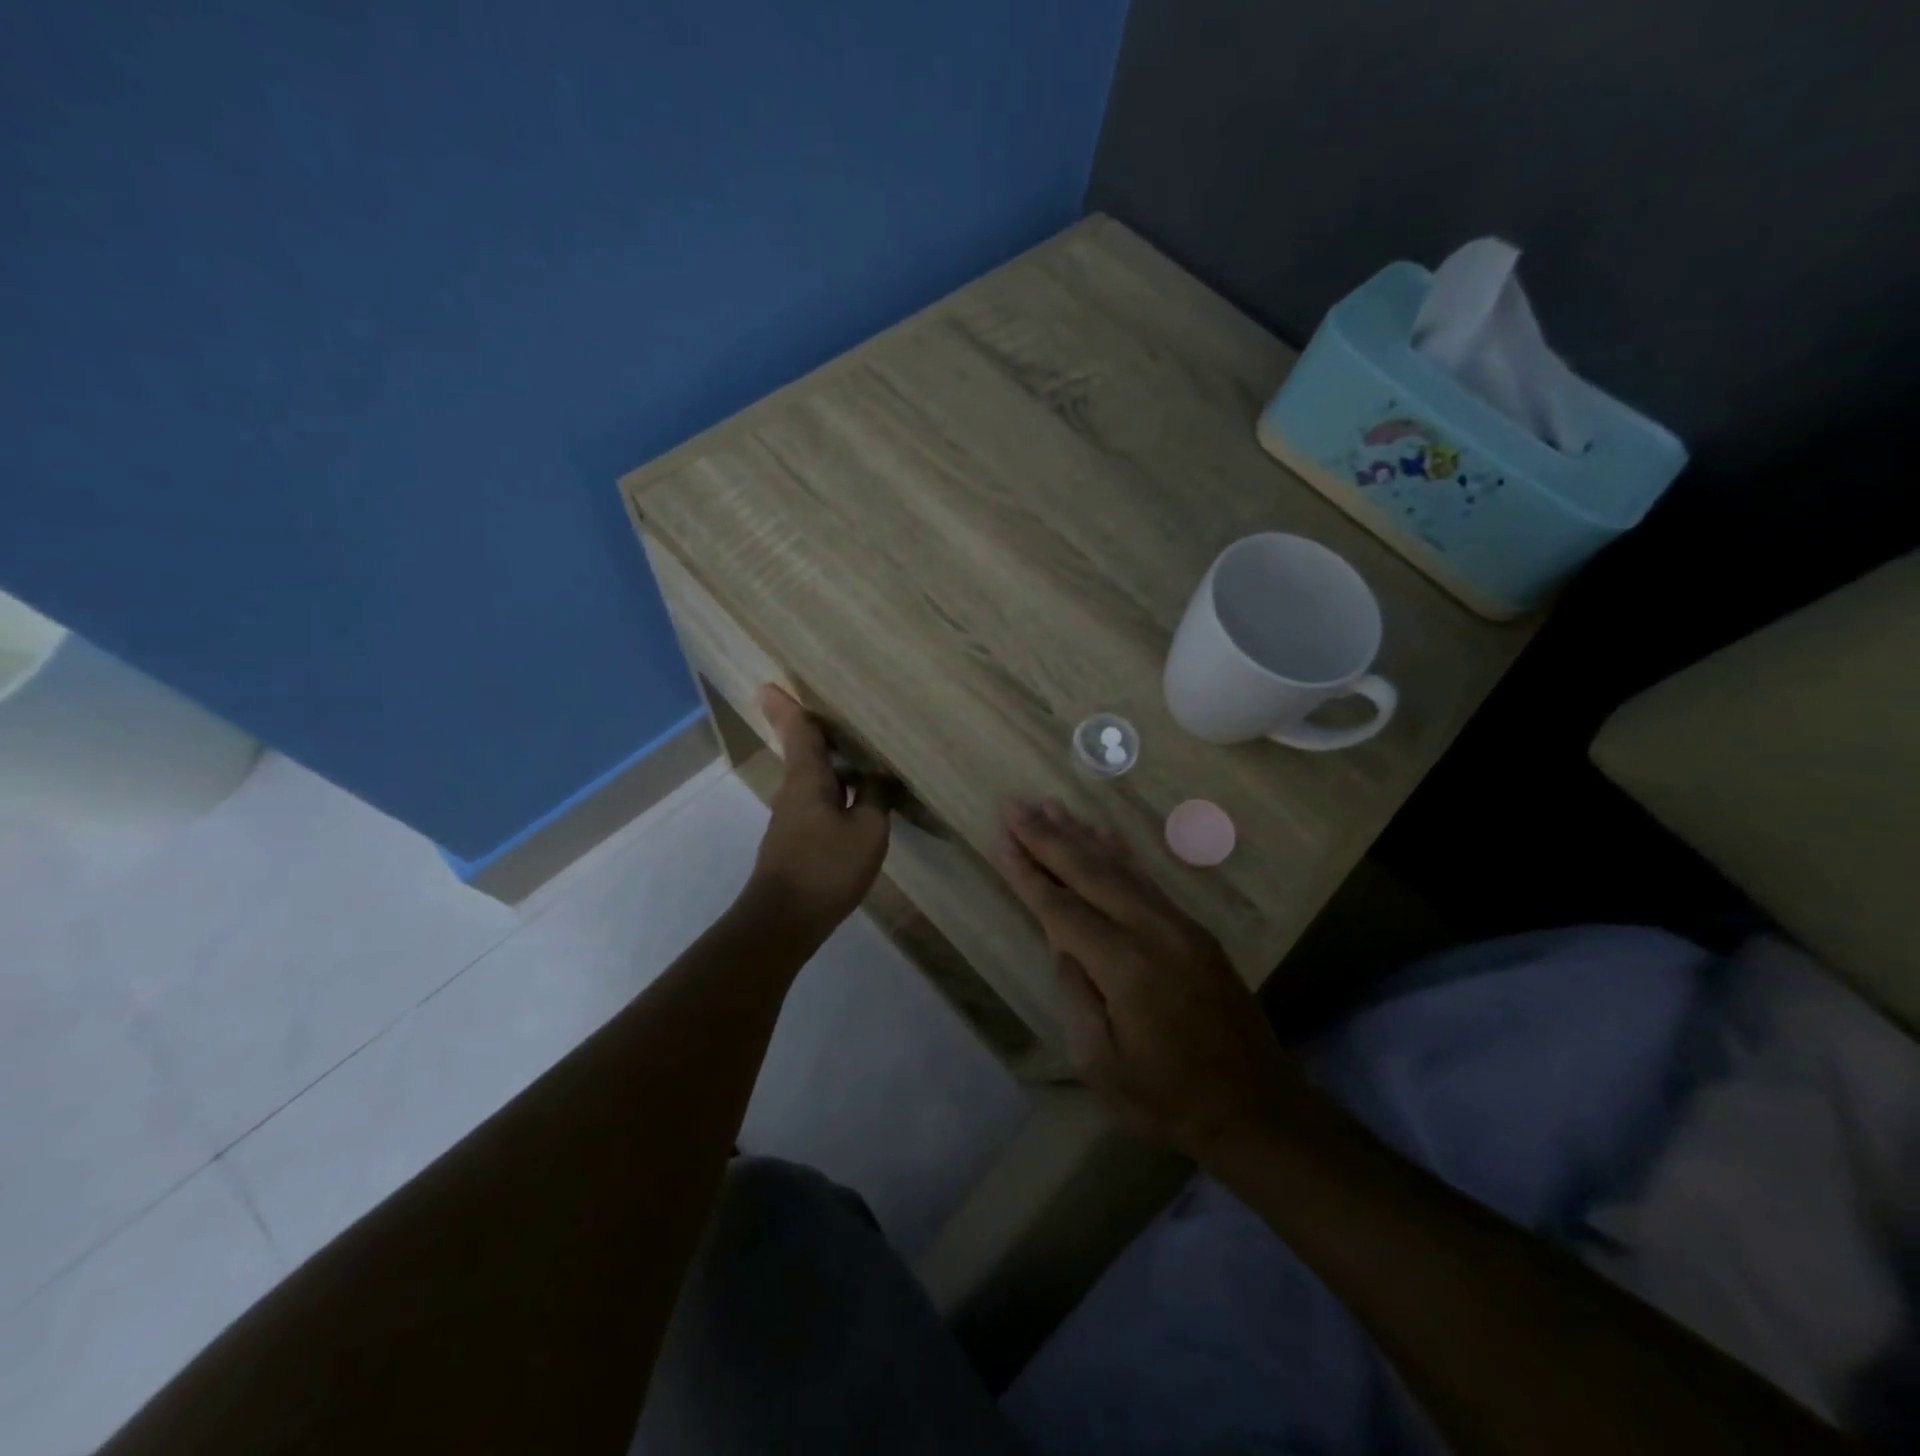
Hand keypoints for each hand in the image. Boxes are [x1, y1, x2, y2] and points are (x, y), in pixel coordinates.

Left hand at [747, 685, 890, 933]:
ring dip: (828, 761)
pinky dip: (834, 788)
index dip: (788, 707)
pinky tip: (856, 797)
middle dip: (812, 731)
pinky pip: (817, 800)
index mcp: (807, 779)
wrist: (784, 921)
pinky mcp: (796, 840)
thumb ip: (876, 797)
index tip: (769, 684)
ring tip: (856, 752)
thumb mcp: (867, 831)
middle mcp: (794, 791)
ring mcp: (792, 818)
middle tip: (830, 711)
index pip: (798, 732)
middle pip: (802, 751)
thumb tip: (880, 775)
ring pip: (811, 778)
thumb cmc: (826, 868)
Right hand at [994, 799, 1297, 1157]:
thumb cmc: (1167, 1098)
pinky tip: (1102, 835)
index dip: (1028, 872)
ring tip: (1050, 806)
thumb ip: (1076, 993)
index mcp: (1123, 965)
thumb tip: (1064, 944)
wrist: (1256, 1107)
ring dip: (1081, 835)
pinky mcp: (1194, 930)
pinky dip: (1119, 854)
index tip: (1001, 838)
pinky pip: (1147, 880)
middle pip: (1089, 872)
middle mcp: (1151, 931)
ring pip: (1120, 868)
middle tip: (1015, 805)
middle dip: (1047, 837)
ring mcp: (1178, 926)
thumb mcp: (1100, 1062)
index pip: (1061, 907)